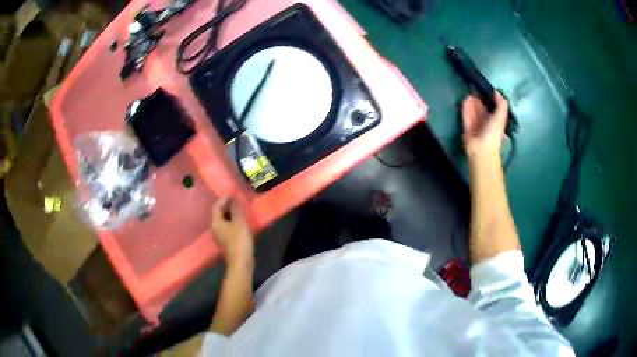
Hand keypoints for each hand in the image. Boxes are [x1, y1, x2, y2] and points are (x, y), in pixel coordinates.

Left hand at [211, 196, 253, 264]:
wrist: (241, 261)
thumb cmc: (239, 239)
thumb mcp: (239, 221)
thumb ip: (236, 209)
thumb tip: (233, 199)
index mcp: (216, 222)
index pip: (216, 206)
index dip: (224, 199)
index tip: (233, 195)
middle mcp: (215, 228)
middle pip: (218, 213)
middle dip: (227, 206)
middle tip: (237, 201)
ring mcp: (220, 235)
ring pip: (223, 220)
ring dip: (230, 213)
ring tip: (240, 210)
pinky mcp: (226, 241)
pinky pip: (227, 226)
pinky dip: (232, 221)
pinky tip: (240, 221)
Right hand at [461, 91, 508, 161]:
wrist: (481, 150)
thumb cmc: (493, 134)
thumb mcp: (500, 118)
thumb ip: (500, 105)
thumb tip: (497, 92)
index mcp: (496, 122)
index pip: (494, 109)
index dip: (491, 100)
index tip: (486, 89)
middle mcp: (487, 124)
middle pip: (483, 110)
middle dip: (480, 100)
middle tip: (476, 88)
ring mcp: (476, 127)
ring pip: (474, 112)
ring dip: (472, 103)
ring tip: (469, 92)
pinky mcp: (468, 129)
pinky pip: (467, 117)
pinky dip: (466, 109)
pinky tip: (465, 100)